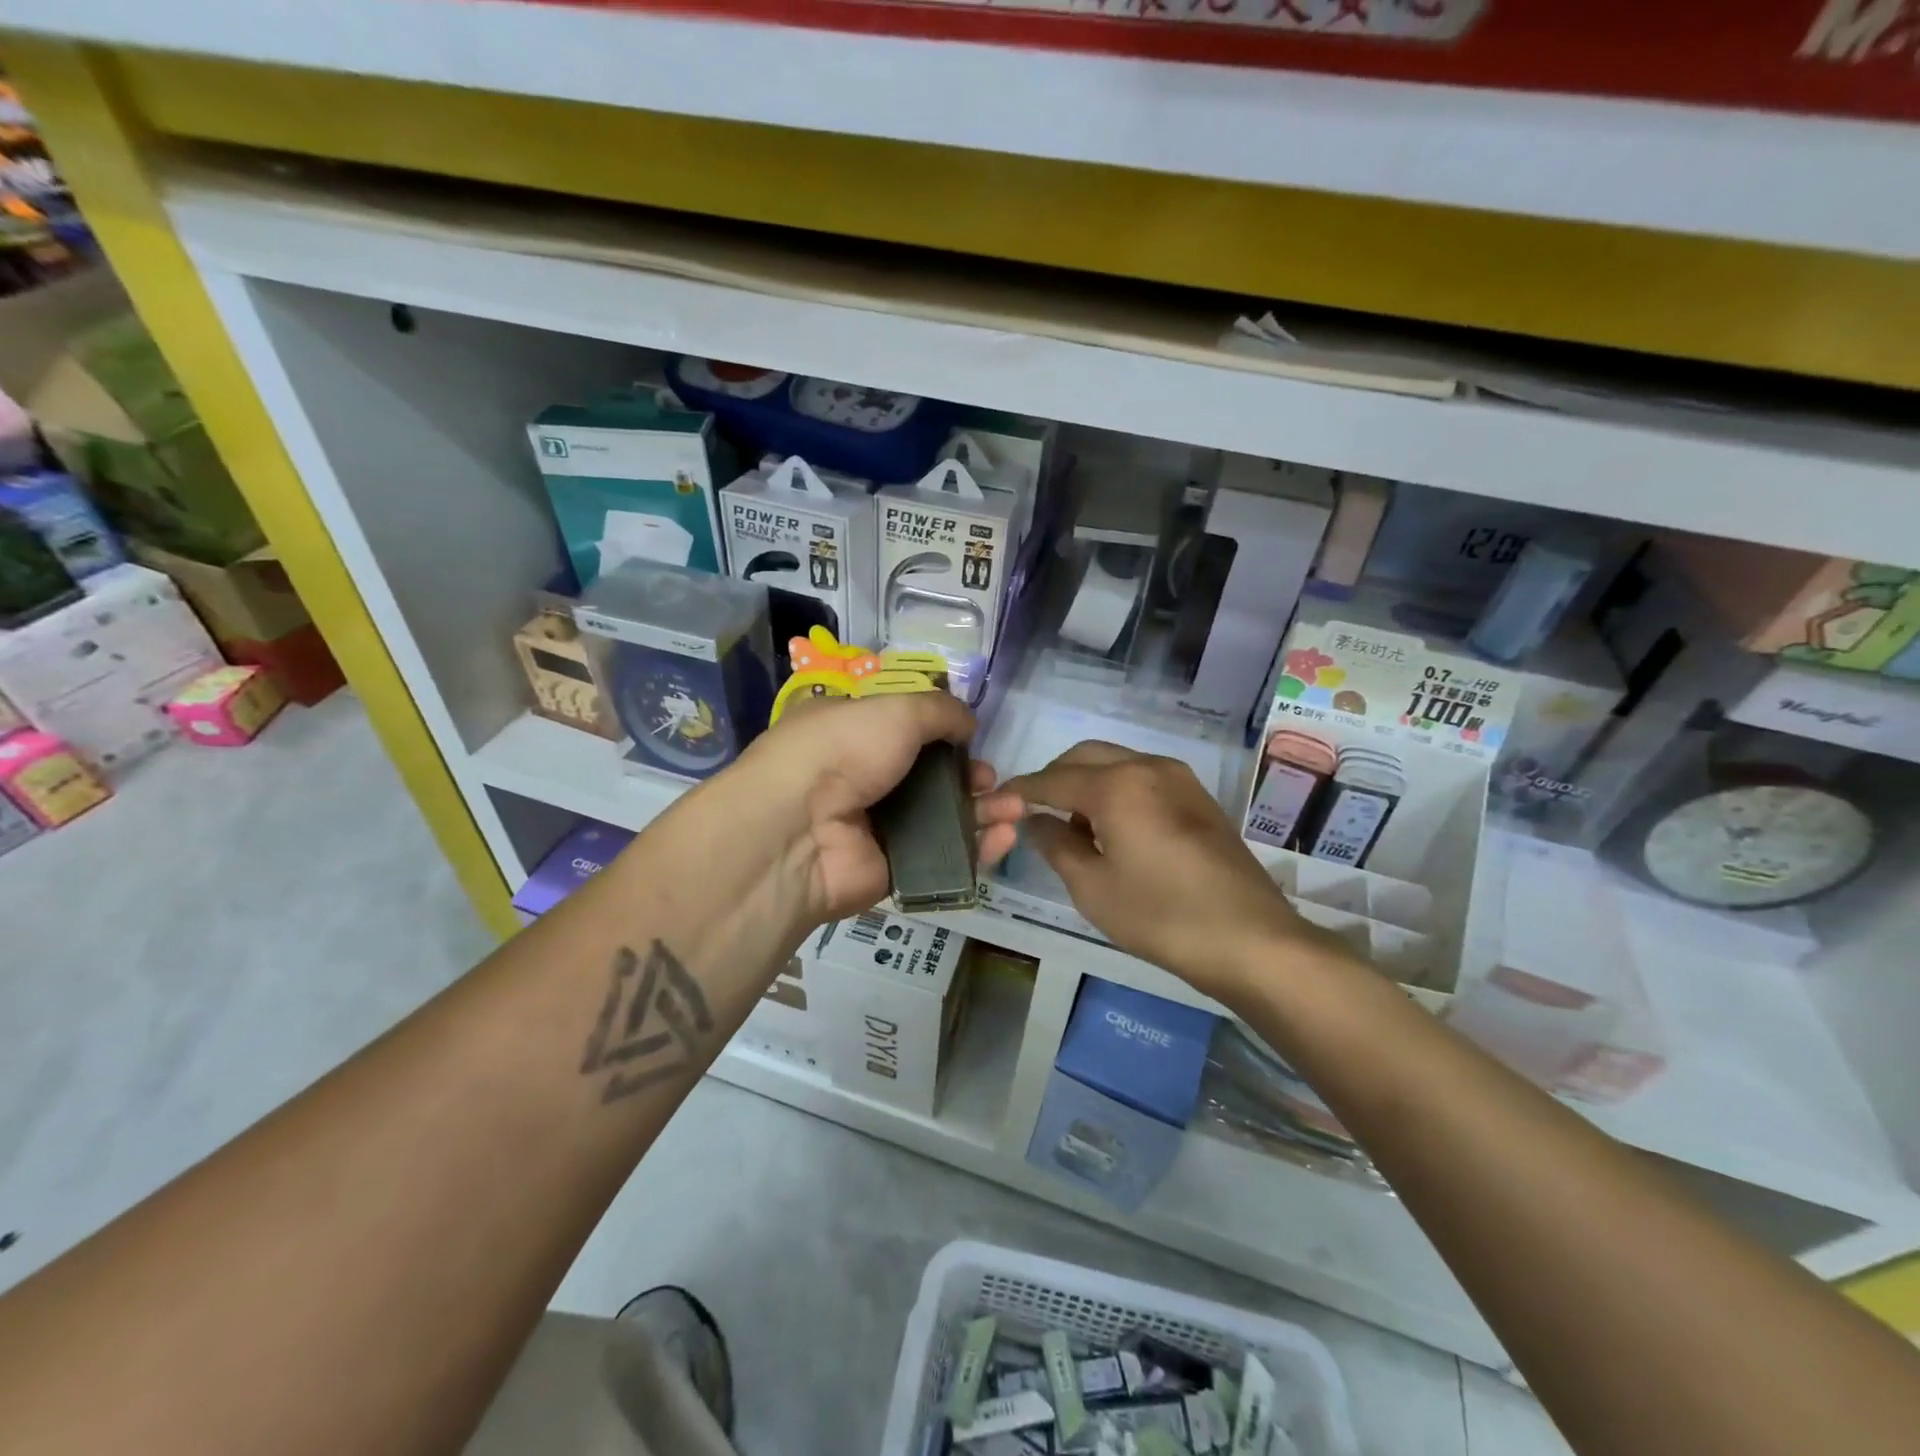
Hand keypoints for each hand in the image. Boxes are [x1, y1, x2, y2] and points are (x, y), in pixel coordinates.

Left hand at [730, 693, 1023, 926]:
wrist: (800, 830)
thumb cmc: (844, 750)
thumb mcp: (896, 709)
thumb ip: (940, 712)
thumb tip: (968, 723)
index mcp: (852, 733)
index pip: (903, 730)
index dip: (942, 734)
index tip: (970, 738)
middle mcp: (861, 777)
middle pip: (929, 777)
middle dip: (969, 777)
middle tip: (990, 780)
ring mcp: (876, 826)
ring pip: (941, 818)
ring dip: (983, 811)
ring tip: (1015, 808)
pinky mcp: (892, 869)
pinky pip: (942, 857)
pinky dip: (976, 848)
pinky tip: (1005, 837)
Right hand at [1008, 742, 1342, 999]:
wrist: (1251, 939)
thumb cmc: (1162, 916)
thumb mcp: (1093, 888)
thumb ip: (1055, 845)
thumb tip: (1035, 821)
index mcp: (1117, 784)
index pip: (1052, 778)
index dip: (1020, 791)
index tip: (994, 802)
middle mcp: (1148, 766)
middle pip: (1085, 757)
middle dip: (1054, 778)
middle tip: (1033, 813)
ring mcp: (1179, 778)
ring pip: (1116, 763)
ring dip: (1087, 783)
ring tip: (1074, 827)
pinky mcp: (1198, 797)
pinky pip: (1142, 778)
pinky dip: (1116, 791)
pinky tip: (1113, 830)